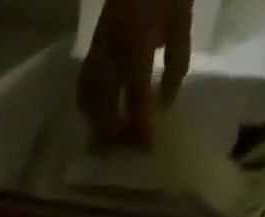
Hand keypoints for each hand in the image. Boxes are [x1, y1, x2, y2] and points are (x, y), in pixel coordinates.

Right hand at [77, 0, 193, 146]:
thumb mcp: (181, 21)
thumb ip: (175, 66)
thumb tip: (163, 106)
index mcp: (136, 44)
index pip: (136, 100)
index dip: (142, 128)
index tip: (149, 147)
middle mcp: (110, 54)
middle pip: (106, 112)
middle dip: (119, 134)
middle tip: (134, 143)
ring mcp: (97, 53)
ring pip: (89, 105)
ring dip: (102, 125)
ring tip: (119, 132)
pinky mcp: (91, 52)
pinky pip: (83, 90)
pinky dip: (91, 109)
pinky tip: (103, 113)